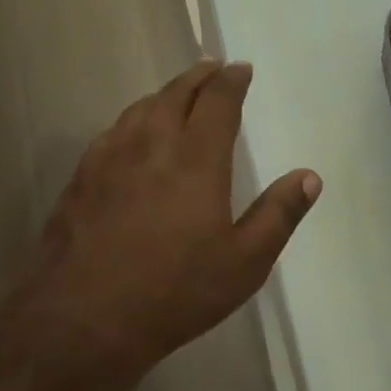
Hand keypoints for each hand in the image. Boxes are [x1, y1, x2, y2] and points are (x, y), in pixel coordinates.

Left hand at [22, 60, 320, 370]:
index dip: (232, 80)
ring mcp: (111, 157)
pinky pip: (115, 130)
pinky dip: (135, 118)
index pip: (217, 100)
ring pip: (142, 107)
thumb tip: (309, 176)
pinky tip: (134, 134)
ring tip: (178, 94)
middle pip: (177, 93)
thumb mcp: (244, 263)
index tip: (241, 69)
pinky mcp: (82, 176)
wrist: (81, 321)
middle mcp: (152, 144)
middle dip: (199, 76)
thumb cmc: (174, 292)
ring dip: (166, 93)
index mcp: (196, 158)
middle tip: (213, 69)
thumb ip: (279, 215)